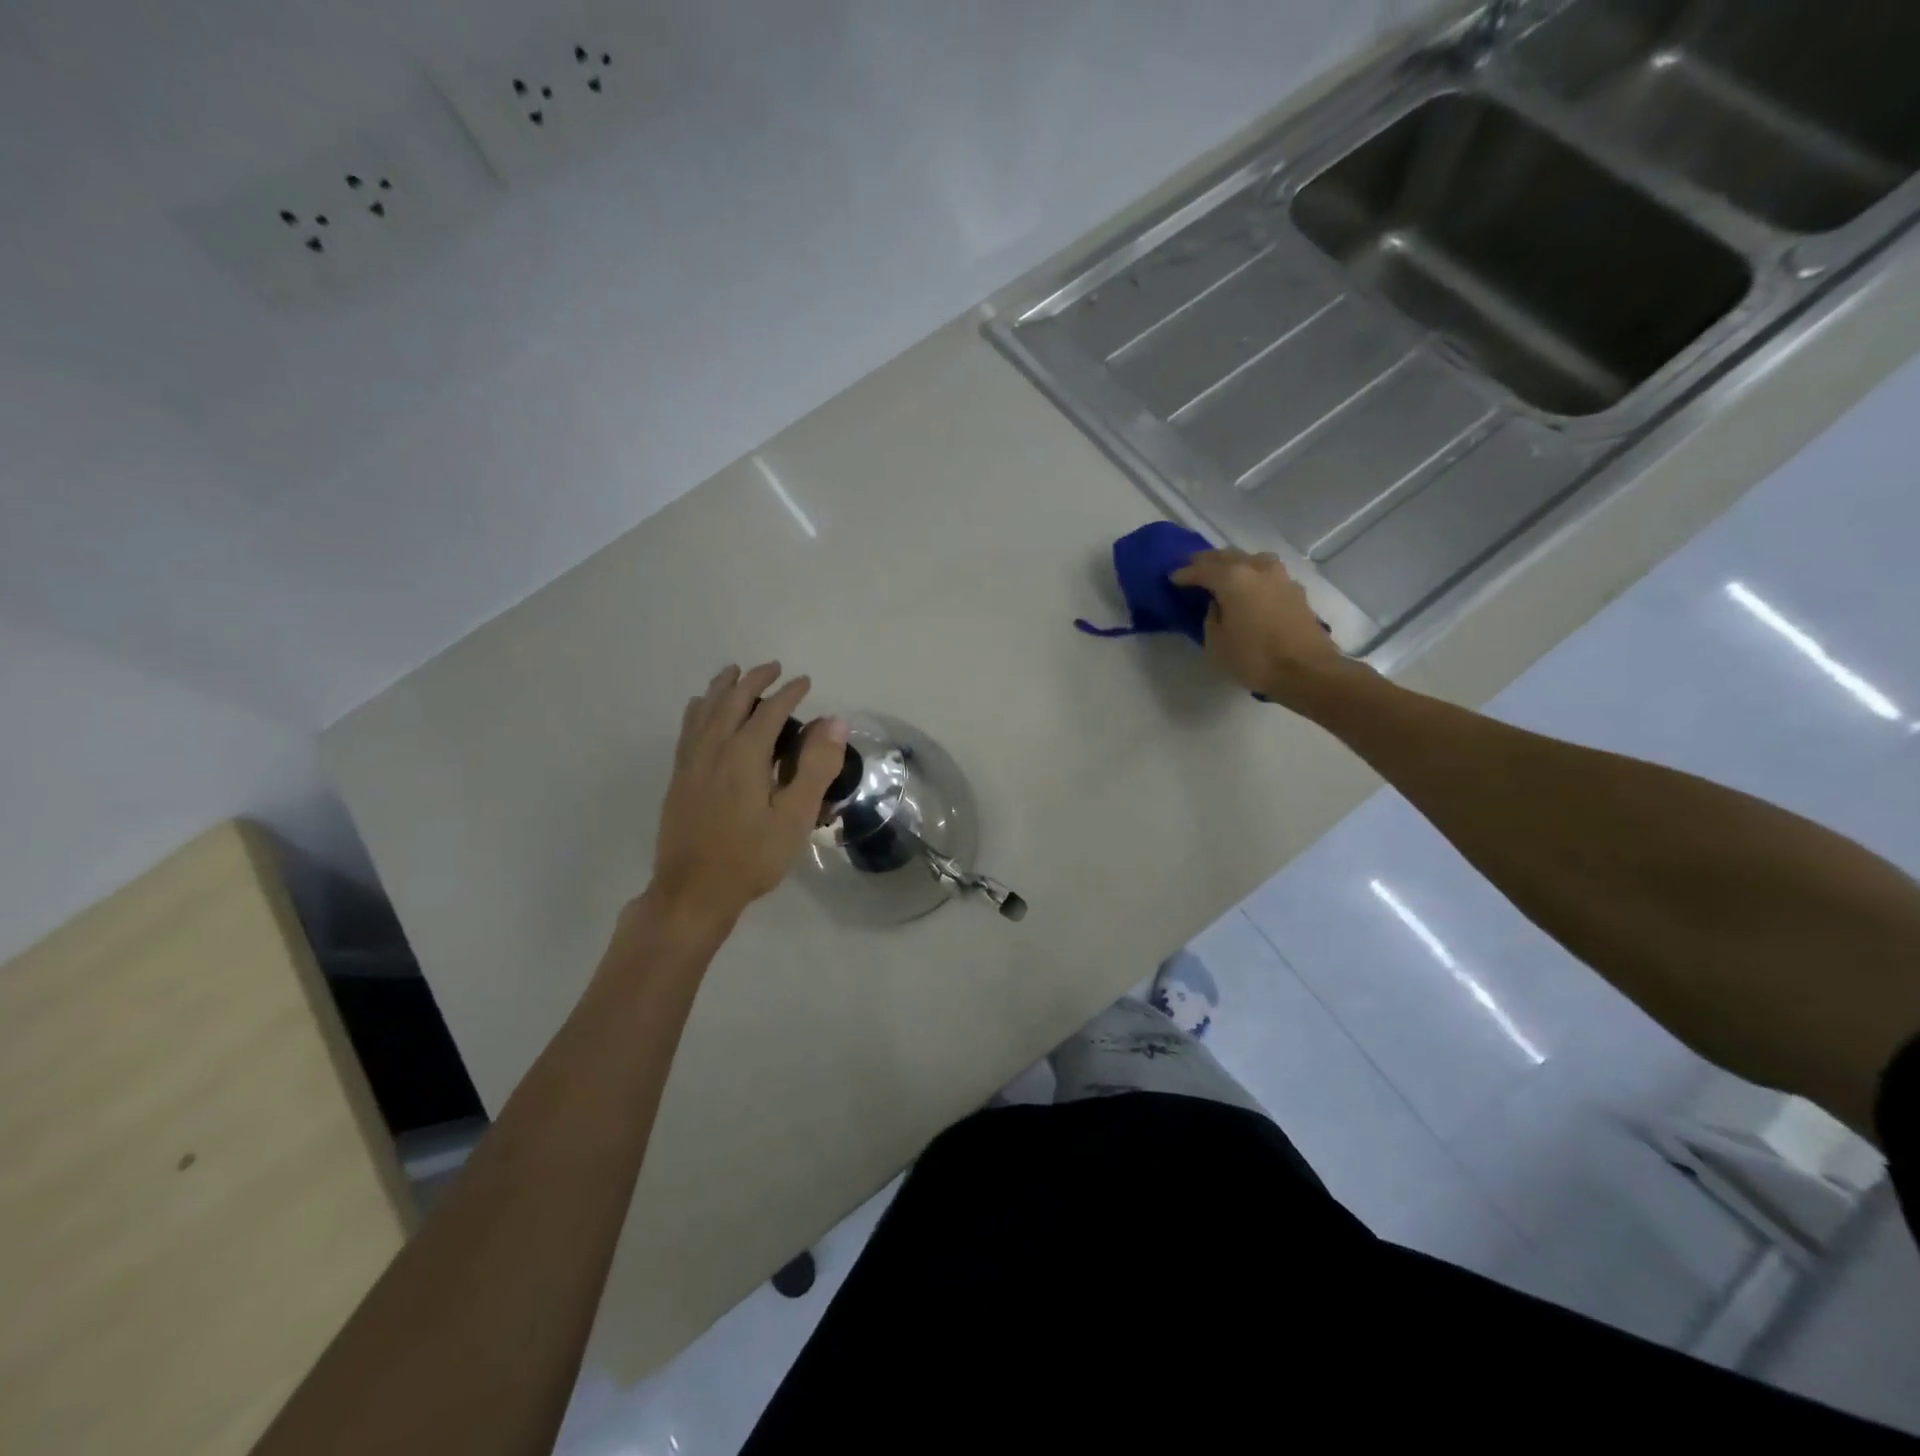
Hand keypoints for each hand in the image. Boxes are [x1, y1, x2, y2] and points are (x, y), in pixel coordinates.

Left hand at [644, 661, 847, 937]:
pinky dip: (698, 709)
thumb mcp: (794, 817)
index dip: (789, 692)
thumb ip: (815, 767)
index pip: (770, 711)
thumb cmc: (751, 857)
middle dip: (753, 680)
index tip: (805, 681)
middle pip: (732, 701)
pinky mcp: (678, 778)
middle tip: (773, 668)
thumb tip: (834, 721)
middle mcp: (713, 749)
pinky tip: (699, 709)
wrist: (692, 892)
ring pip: (704, 710)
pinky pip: (688, 728)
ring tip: (733, 673)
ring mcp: (691, 763)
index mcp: (744, 755)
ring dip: (721, 687)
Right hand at [1170, 550, 1352, 708]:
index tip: (1172, 578)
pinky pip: (1266, 573)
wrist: (1306, 670)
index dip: (1184, 574)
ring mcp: (1280, 577)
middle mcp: (1257, 568)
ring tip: (1221, 573)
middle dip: (1207, 561)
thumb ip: (1211, 617)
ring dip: (1233, 563)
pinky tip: (1248, 587)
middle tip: (1192, 567)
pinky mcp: (1295, 590)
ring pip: (1250, 560)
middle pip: (1227, 556)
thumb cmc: (1254, 658)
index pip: (1201, 569)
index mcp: (1233, 578)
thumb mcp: (1216, 643)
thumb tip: (1218, 605)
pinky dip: (1252, 575)